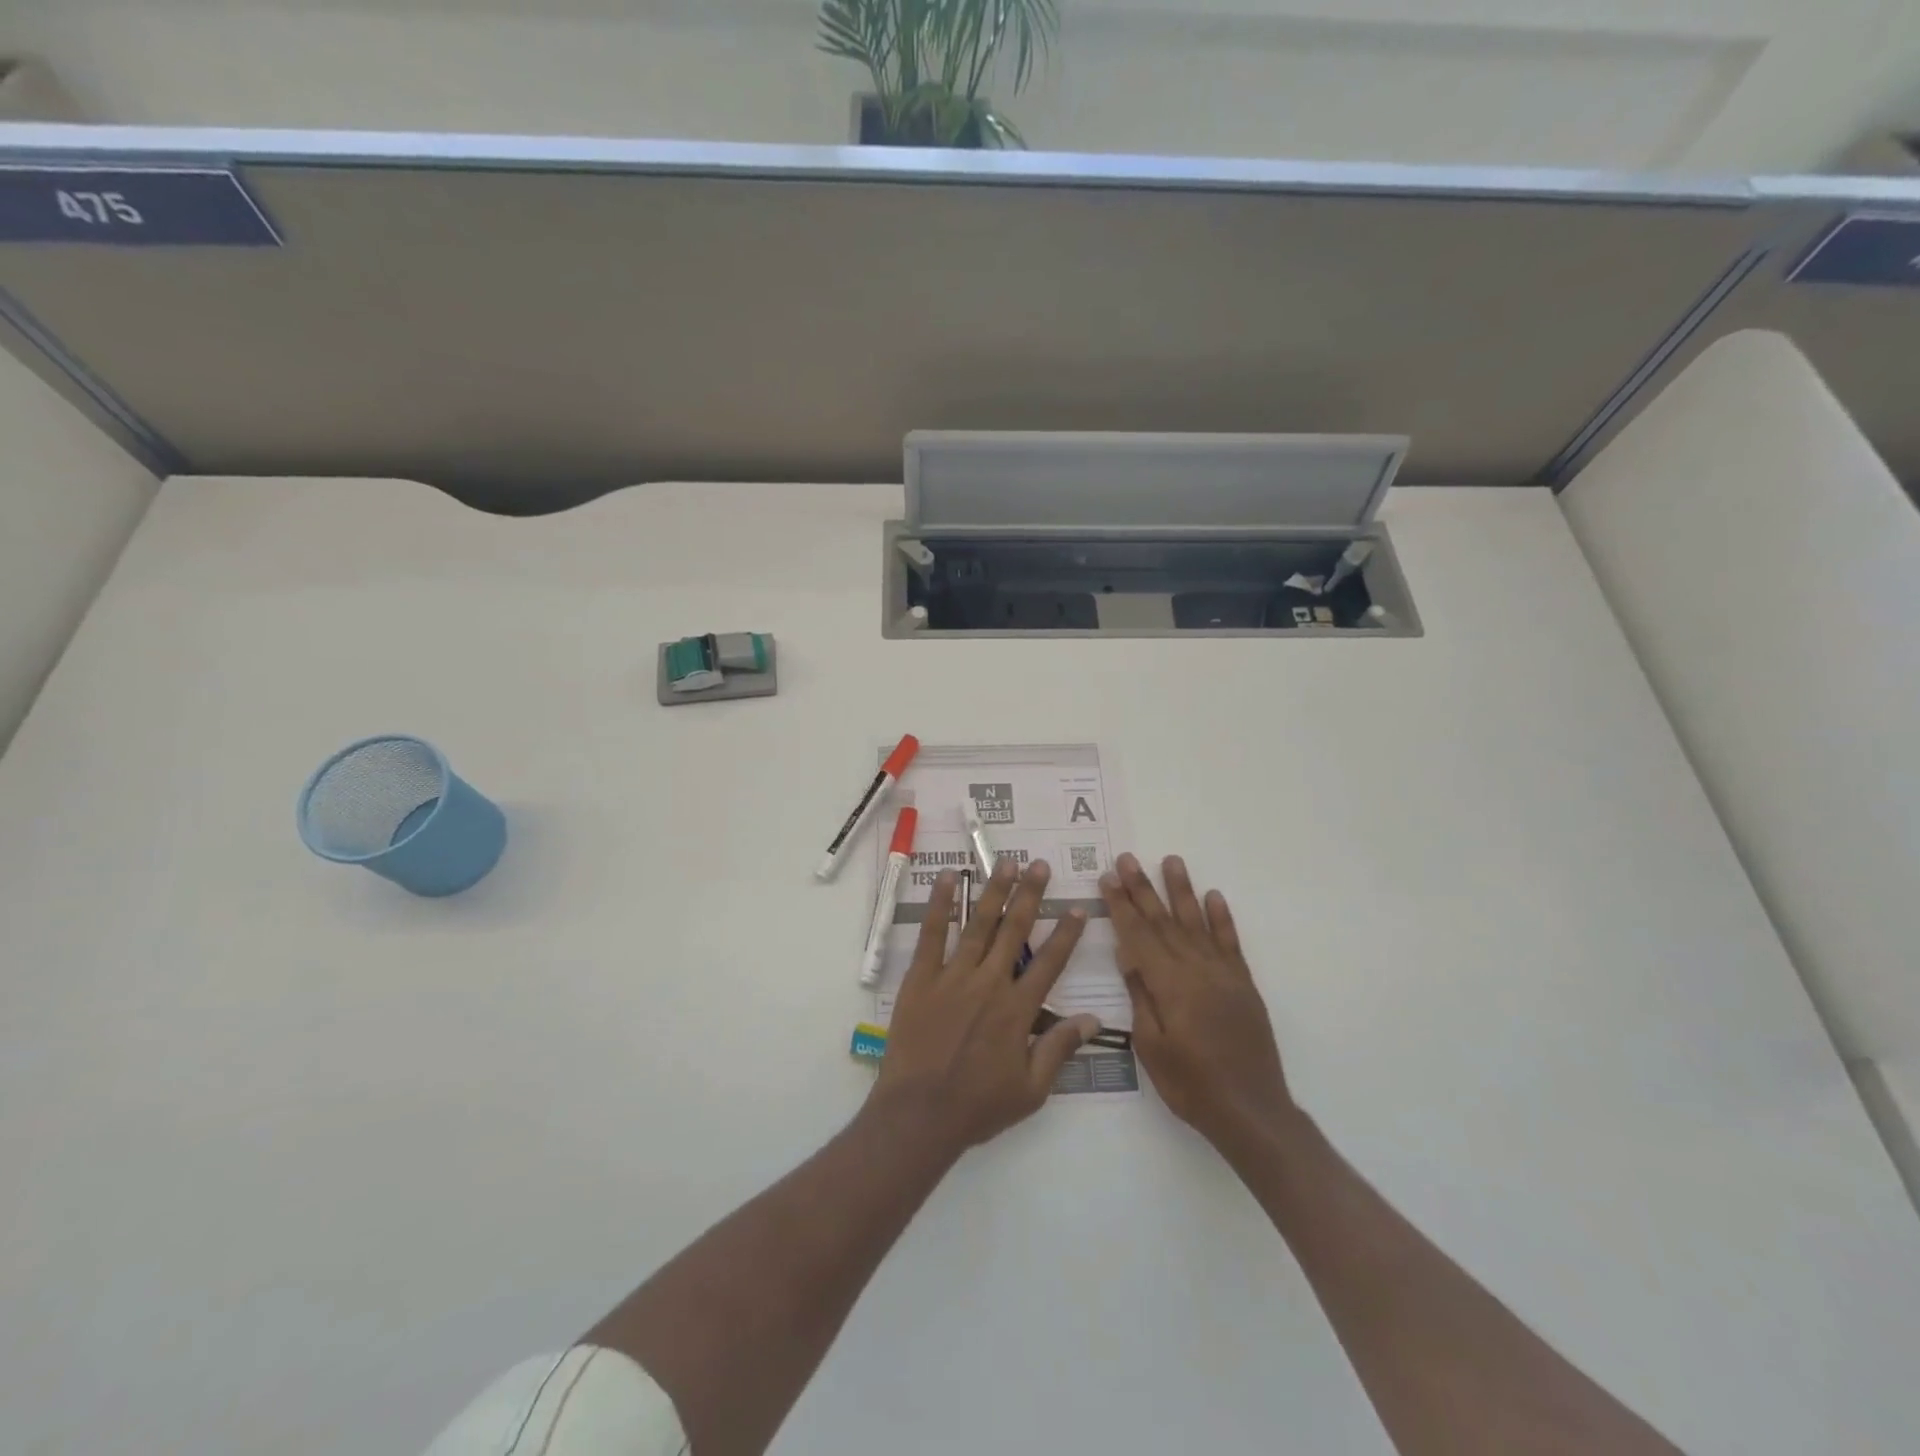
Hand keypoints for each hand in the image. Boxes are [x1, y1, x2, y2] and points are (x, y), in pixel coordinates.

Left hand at [871, 858, 1099, 1155]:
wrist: (918, 1114)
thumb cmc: (977, 1106)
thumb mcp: (1031, 1090)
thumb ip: (1059, 1049)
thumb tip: (1092, 1020)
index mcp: (1018, 1010)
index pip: (1050, 963)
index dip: (1066, 934)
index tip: (1077, 908)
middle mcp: (989, 983)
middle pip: (1015, 930)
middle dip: (1030, 895)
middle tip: (1040, 866)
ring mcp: (953, 977)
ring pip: (979, 924)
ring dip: (994, 891)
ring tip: (1006, 862)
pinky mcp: (921, 978)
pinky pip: (932, 934)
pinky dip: (941, 905)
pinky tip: (949, 879)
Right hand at [1102, 853, 1293, 1150]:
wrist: (1252, 1111)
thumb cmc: (1191, 1085)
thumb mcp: (1152, 1047)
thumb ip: (1141, 996)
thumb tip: (1127, 954)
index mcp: (1170, 985)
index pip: (1138, 935)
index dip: (1121, 905)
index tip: (1108, 878)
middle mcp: (1197, 969)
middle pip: (1163, 921)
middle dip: (1143, 888)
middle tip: (1127, 859)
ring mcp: (1223, 974)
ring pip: (1197, 922)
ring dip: (1182, 890)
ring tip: (1171, 860)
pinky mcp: (1243, 983)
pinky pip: (1230, 942)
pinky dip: (1222, 918)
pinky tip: (1214, 896)